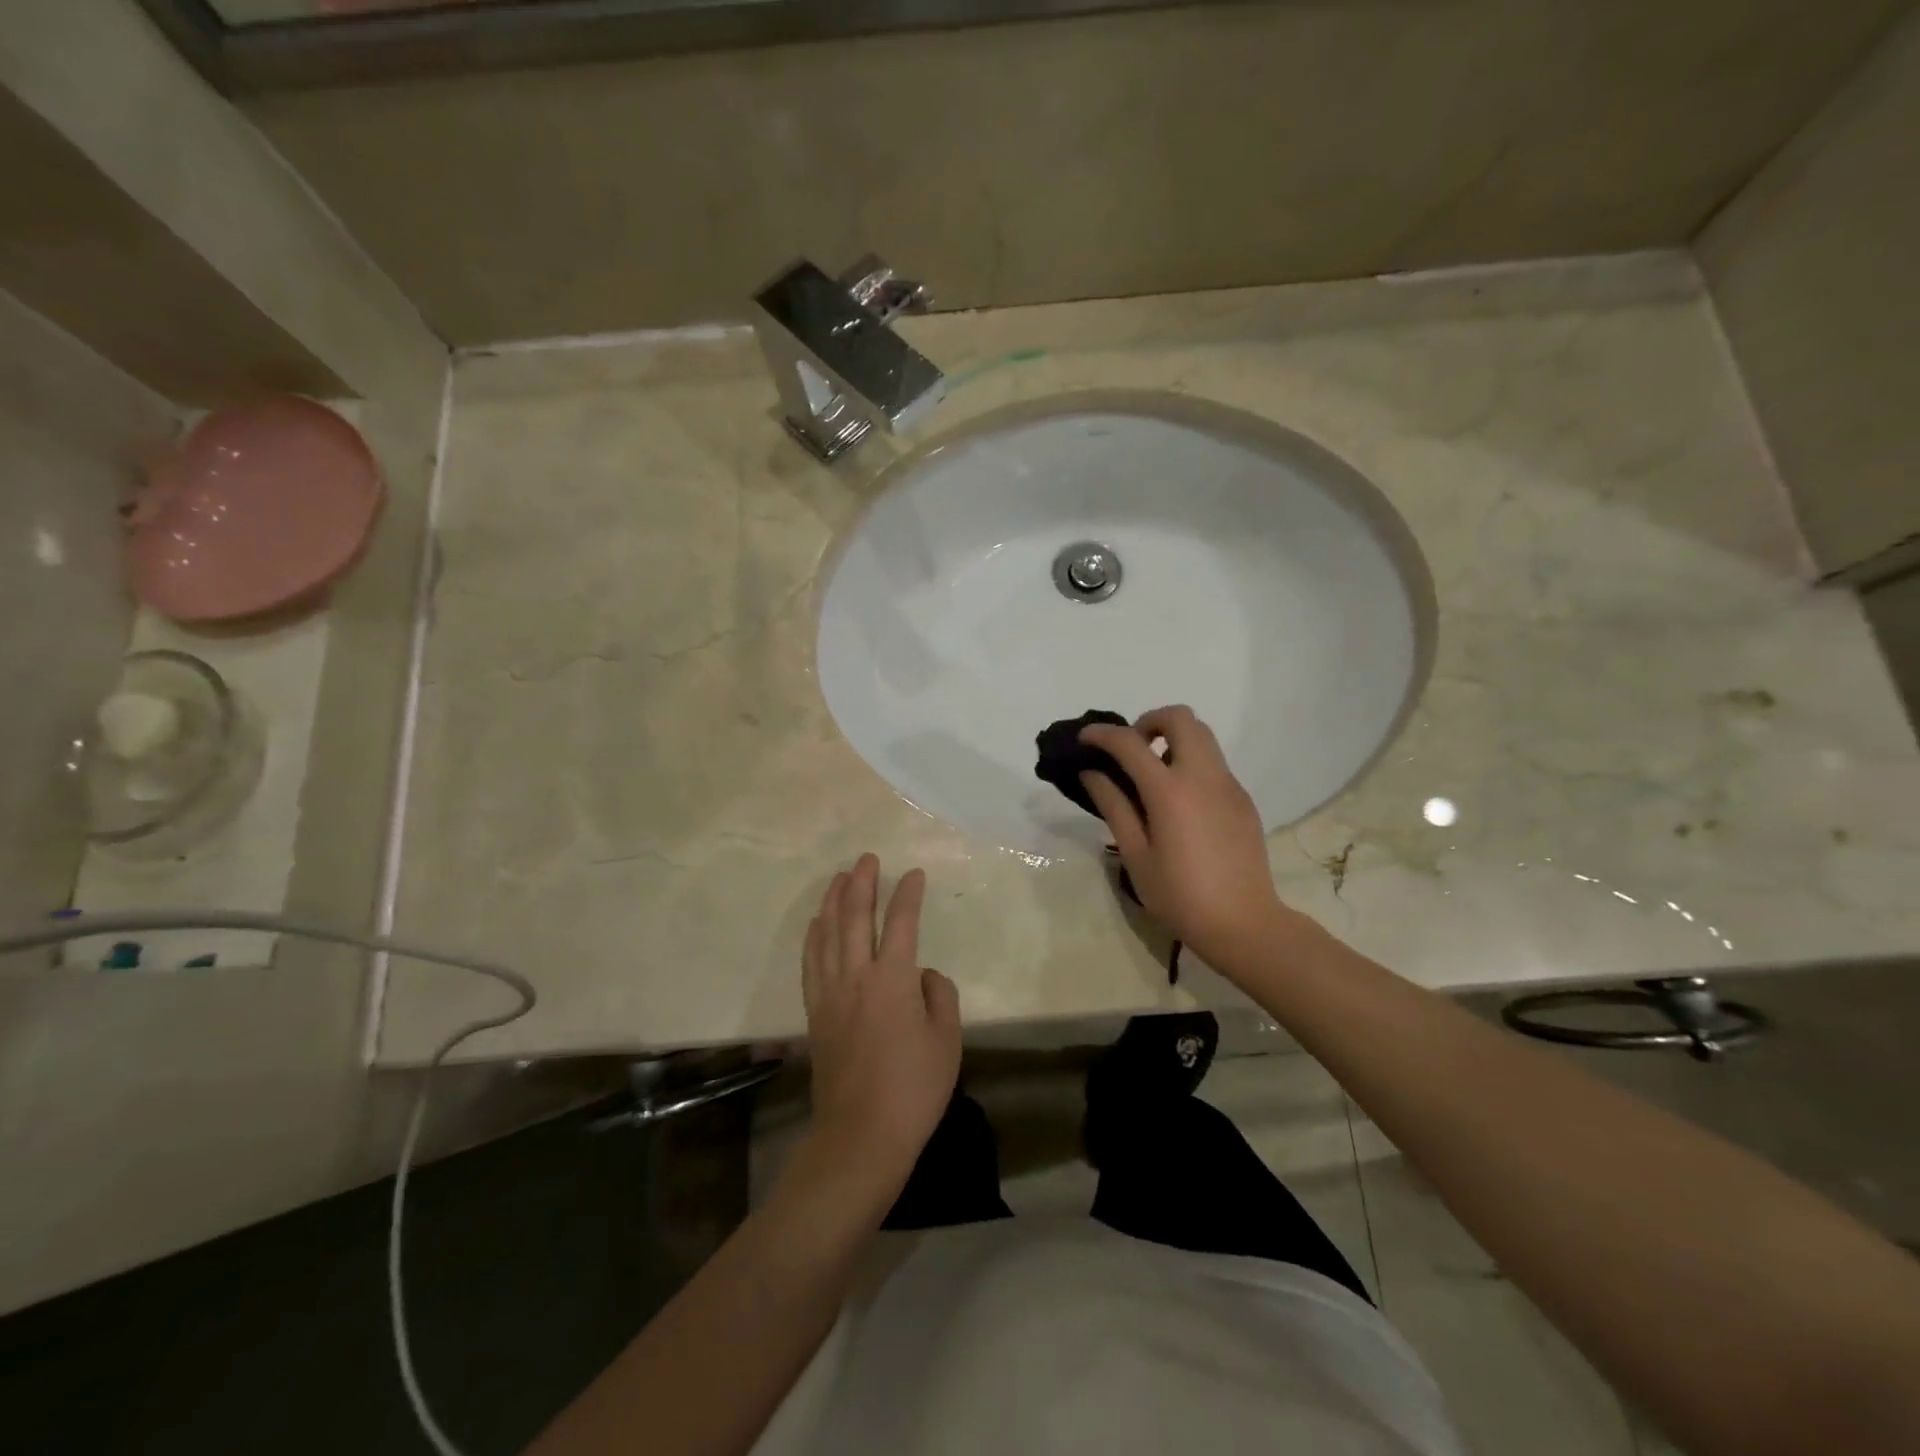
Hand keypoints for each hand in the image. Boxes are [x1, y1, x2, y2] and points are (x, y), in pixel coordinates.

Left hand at [801, 854, 961, 1187]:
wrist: (861, 1135)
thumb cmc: (913, 1089)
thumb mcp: (947, 1041)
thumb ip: (940, 997)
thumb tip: (924, 976)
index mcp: (894, 980)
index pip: (902, 923)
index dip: (909, 895)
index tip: (915, 875)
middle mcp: (857, 976)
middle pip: (856, 917)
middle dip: (863, 883)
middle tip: (868, 859)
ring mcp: (831, 993)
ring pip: (828, 934)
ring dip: (834, 901)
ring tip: (840, 878)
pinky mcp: (815, 1013)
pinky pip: (811, 962)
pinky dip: (814, 936)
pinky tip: (817, 923)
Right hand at [1080, 706, 1299, 967]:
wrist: (1243, 923)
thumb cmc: (1180, 895)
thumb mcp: (1136, 855)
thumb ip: (1114, 806)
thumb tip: (1092, 773)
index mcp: (1170, 792)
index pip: (1129, 743)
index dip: (1102, 734)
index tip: (1084, 739)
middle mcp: (1203, 776)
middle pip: (1180, 718)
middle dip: (1148, 721)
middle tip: (1130, 750)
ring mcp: (1228, 785)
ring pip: (1203, 735)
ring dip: (1173, 738)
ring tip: (1152, 774)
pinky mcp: (1242, 799)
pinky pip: (1214, 763)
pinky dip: (1190, 762)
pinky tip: (1178, 802)